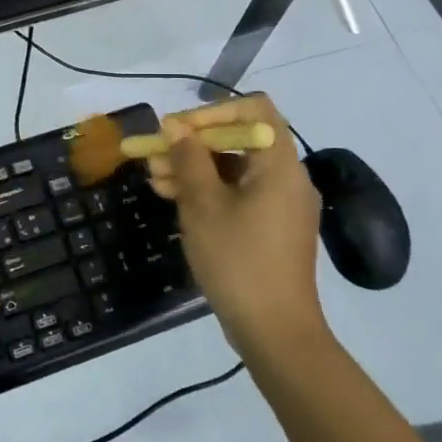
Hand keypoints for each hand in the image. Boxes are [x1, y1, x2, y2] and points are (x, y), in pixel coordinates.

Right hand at [143, 95, 328, 358]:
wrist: (275, 331)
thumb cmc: (238, 260)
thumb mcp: (203, 206)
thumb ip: (189, 159)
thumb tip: (175, 126)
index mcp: (280, 164)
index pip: (254, 109)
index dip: (212, 112)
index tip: (177, 130)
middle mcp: (287, 177)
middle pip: (240, 140)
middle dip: (193, 144)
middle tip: (153, 156)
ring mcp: (282, 205)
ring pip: (235, 170)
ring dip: (195, 169)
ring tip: (154, 180)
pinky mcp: (273, 228)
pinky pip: (240, 194)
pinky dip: (210, 192)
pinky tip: (175, 200)